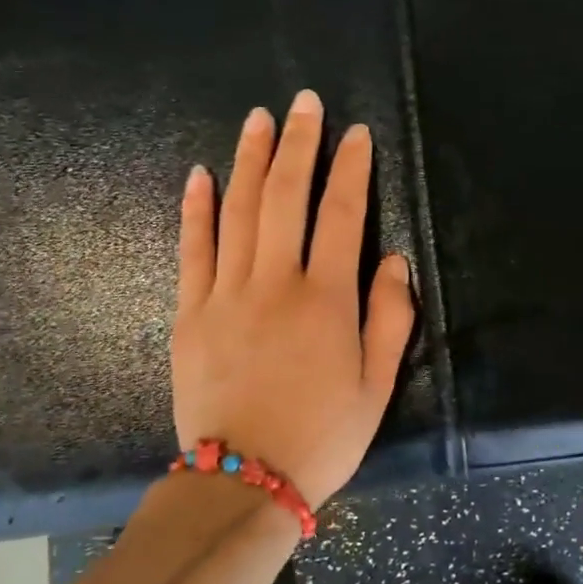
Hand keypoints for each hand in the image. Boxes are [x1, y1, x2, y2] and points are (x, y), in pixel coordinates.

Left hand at [172, 90, 416, 507]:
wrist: (243, 481)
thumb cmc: (321, 436)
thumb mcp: (376, 385)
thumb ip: (389, 317)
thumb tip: (393, 259)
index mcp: (326, 300)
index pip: (342, 215)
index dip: (352, 169)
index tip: (356, 134)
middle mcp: (275, 283)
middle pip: (285, 196)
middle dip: (297, 144)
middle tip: (303, 102)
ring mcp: (225, 294)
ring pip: (238, 211)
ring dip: (249, 159)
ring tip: (258, 119)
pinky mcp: (189, 312)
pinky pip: (192, 249)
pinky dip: (195, 208)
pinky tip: (200, 174)